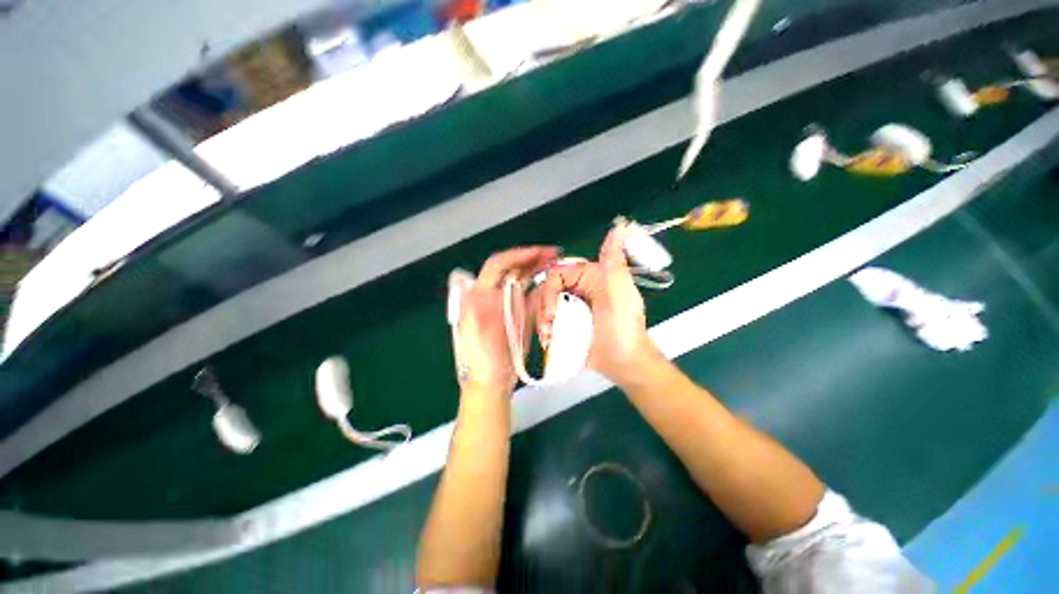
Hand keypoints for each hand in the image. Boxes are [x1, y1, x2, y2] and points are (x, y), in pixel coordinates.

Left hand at [450, 246, 558, 395]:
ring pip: (524, 279)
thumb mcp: (473, 337)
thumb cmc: (480, 361)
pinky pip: (532, 296)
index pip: (497, 266)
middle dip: (532, 258)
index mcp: (480, 296)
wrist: (491, 382)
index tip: (538, 252)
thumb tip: (474, 287)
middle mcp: (494, 295)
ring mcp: (508, 304)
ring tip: (555, 263)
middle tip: (553, 254)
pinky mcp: (519, 315)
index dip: (517, 256)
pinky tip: (553, 283)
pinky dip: (543, 288)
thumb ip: (472, 311)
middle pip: (513, 269)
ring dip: (539, 269)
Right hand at [537, 225, 662, 387]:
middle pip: (547, 291)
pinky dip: (545, 329)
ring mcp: (573, 307)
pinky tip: (548, 341)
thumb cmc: (623, 329)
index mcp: (590, 276)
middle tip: (547, 328)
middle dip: (543, 309)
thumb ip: (614, 261)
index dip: (549, 292)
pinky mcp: (568, 323)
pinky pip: (549, 320)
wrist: (624, 363)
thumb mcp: (619, 294)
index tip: (550, 313)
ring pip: (545, 306)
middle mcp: (579, 288)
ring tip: (548, 338)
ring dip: (542, 322)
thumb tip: (621, 226)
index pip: (557, 274)